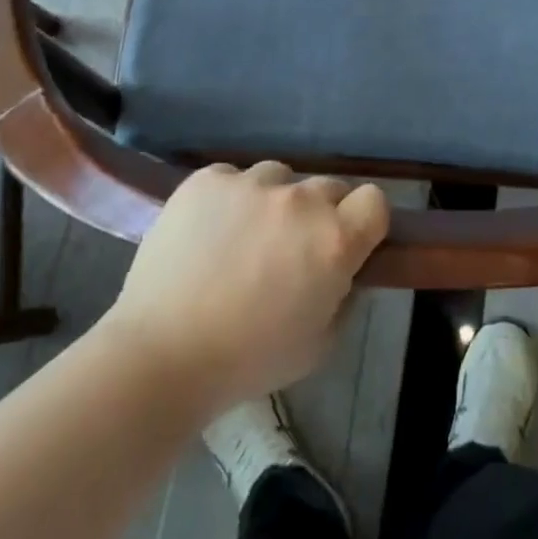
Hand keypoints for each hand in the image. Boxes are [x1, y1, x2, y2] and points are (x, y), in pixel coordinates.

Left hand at [107, 163, 389, 410]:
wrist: (161, 353)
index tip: (348, 244)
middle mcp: (300, 199)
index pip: (375, 200)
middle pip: (329, 187)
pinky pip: (233, 178)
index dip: (365, 222)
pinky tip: (208, 232)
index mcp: (335, 239)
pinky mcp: (208, 178)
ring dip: (273, 202)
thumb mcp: (319, 344)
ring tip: (243, 239)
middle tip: (291, 251)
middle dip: (320, 214)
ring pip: (279, 178)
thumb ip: (343, 296)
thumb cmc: (248, 360)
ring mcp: (251, 182)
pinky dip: (229, 199)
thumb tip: (342, 270)